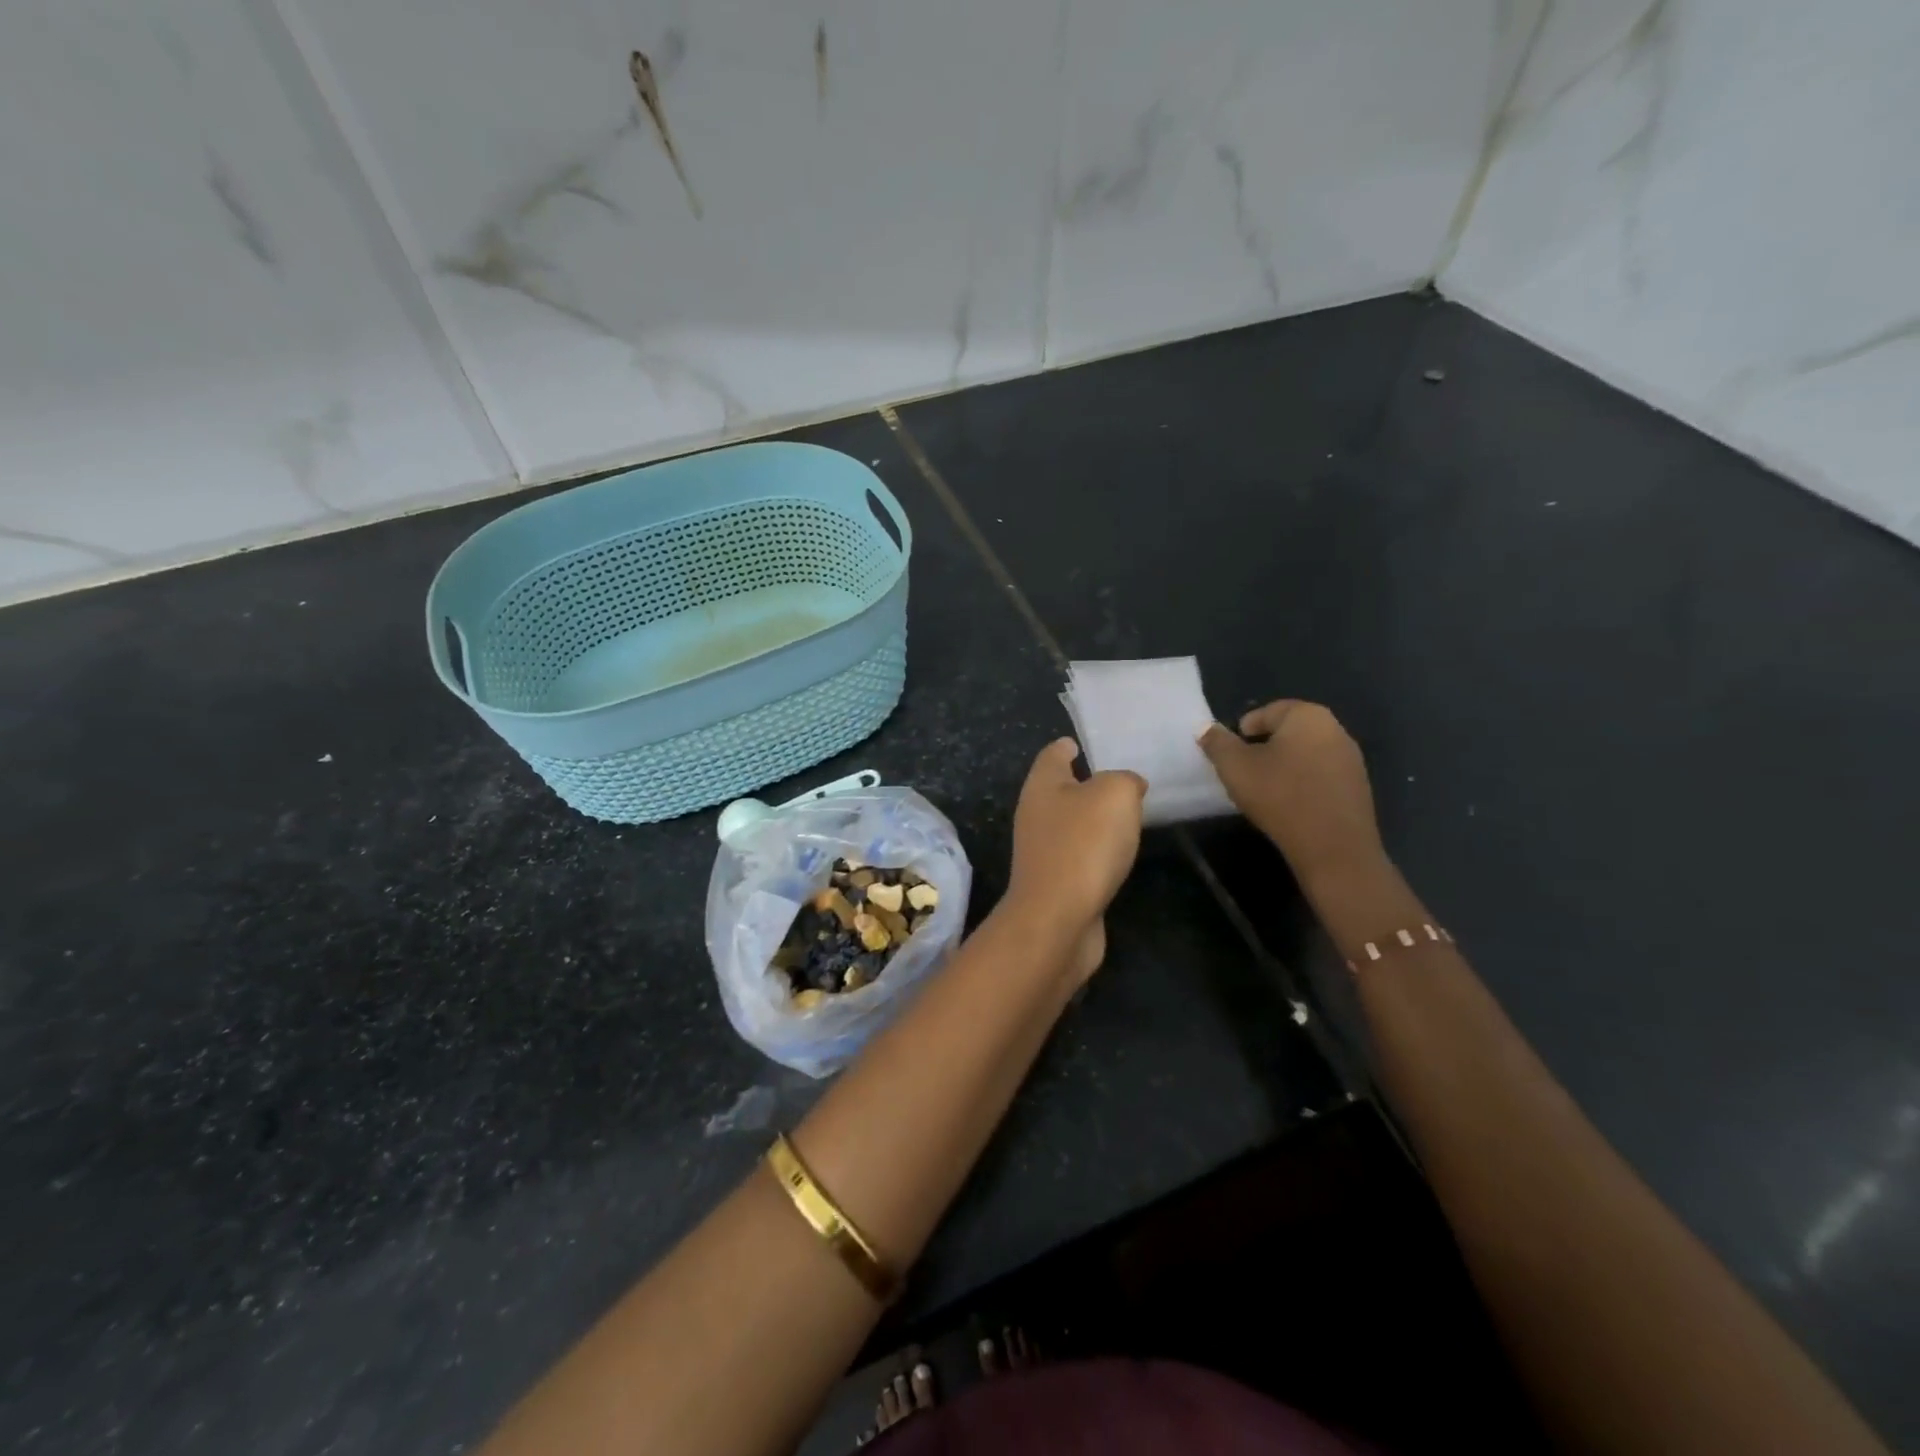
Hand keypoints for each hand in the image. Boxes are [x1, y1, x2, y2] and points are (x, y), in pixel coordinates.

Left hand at [1000, 738, 1145, 981]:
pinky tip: (1117, 854)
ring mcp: (1042, 851)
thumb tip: (1129, 785)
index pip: (1052, 755)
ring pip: (1070, 824)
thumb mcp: (1115, 794)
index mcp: (1042, 785)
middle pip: (1059, 789)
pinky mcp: (1056, 883)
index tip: (1080, 742)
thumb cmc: (1083, 845)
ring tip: (1125, 814)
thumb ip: (1125, 780)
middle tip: (1119, 777)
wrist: (1058, 919)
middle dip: (1084, 782)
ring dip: (1093, 819)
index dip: (1066, 746)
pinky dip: (1096, 851)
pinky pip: (1080, 855)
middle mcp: (1035, 814)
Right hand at [1198, 701, 1385, 887]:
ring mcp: (1351, 759)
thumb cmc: (1279, 796)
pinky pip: (1321, 775)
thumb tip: (1205, 728)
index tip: (1231, 753)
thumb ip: (1217, 742)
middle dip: (1264, 746)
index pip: (1267, 711)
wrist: (1333, 847)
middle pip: (1289, 731)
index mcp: (1307, 715)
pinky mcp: (1358, 787)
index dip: (1243, 730)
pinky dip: (1303, 782)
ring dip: (1284, 765)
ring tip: (1265, 788)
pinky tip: (1290, 804)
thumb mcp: (1235, 767)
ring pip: (1306, 753)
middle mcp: (1335, 729)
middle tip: (1244, 770)